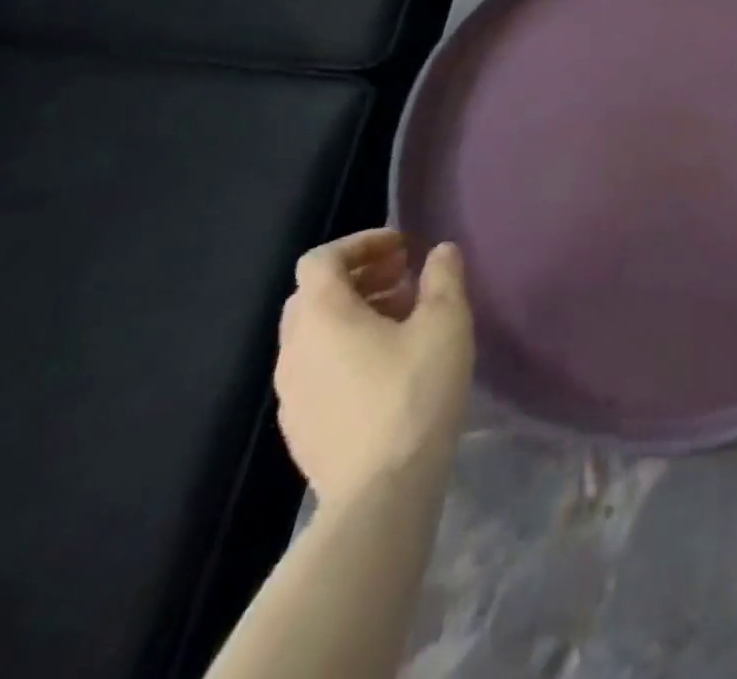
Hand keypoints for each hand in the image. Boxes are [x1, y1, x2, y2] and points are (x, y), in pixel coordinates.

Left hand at [275, 230, 473, 505]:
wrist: (381, 493)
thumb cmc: (414, 391)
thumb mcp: (445, 321)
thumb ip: (443, 277)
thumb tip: (439, 252)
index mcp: (322, 316)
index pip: (322, 259)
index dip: (361, 243)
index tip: (402, 248)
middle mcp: (294, 350)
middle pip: (313, 294)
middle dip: (359, 276)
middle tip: (404, 278)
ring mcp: (291, 393)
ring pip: (314, 334)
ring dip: (354, 313)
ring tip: (403, 321)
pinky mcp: (300, 428)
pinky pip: (317, 369)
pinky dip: (346, 350)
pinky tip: (387, 368)